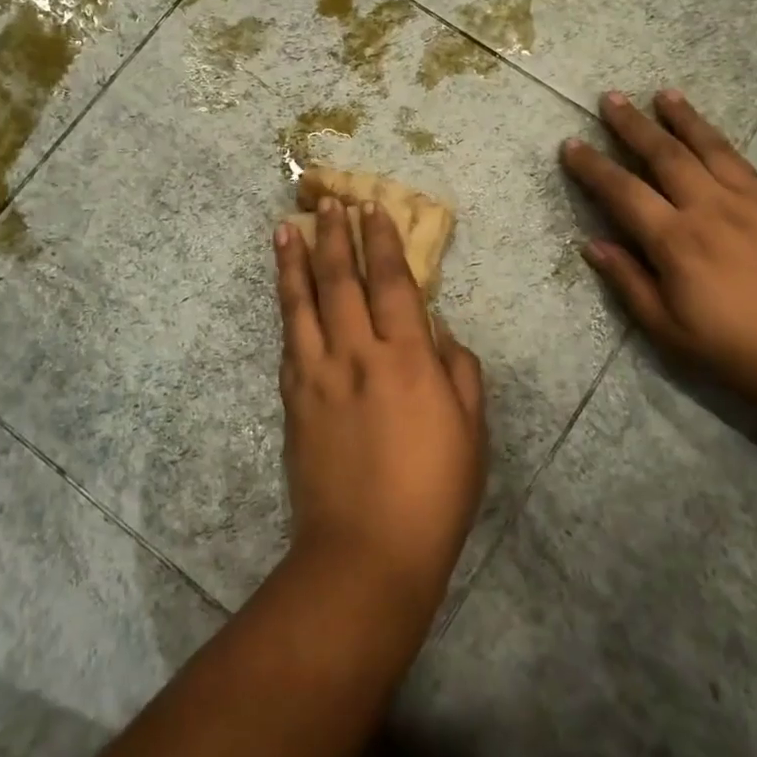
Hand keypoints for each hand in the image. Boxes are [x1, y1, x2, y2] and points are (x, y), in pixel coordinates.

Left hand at [273, 198, 486, 627]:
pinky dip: (286, 308)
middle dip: (336, 236)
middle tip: (329, 201)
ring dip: (296, 261)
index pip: (392, 283)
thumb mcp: (471, 432)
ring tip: (287, 228)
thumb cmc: (433, 494)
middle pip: (342, 281)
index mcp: (408, 359)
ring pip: (303, 303)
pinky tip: (285, 292)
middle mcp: (358, 354)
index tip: (372, 209)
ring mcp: (318, 376)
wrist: (366, 554)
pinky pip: (288, 341)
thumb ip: (460, 371)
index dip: (381, 242)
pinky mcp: (293, 400)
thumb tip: (438, 329)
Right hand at [561, 89, 756, 421]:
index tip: (571, 145)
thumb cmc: (744, 350)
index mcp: (676, 242)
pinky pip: (739, 160)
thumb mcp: (672, 332)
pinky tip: (708, 131)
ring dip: (680, 118)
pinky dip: (717, 138)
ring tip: (661, 94)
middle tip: (610, 98)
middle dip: (632, 125)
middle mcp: (707, 209)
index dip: (593, 167)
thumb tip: (593, 245)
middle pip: (663, 155)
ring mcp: (745, 202)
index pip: (623, 192)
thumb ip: (630, 283)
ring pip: (705, 147)